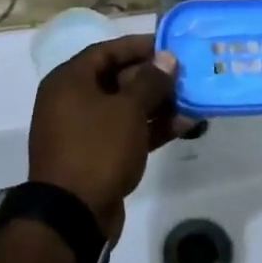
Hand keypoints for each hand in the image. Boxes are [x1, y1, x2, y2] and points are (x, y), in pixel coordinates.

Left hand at [28, 35, 179, 239]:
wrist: (72, 217)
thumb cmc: (97, 149)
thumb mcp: (128, 110)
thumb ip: (150, 81)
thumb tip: (166, 58)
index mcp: (69, 81)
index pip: (106, 51)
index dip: (138, 46)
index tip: (168, 45)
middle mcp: (71, 101)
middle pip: (117, 79)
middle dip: (152, 77)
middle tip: (185, 74)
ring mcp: (83, 131)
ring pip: (124, 108)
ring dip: (157, 104)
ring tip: (191, 99)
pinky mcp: (96, 157)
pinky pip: (126, 132)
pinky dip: (151, 128)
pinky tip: (184, 124)